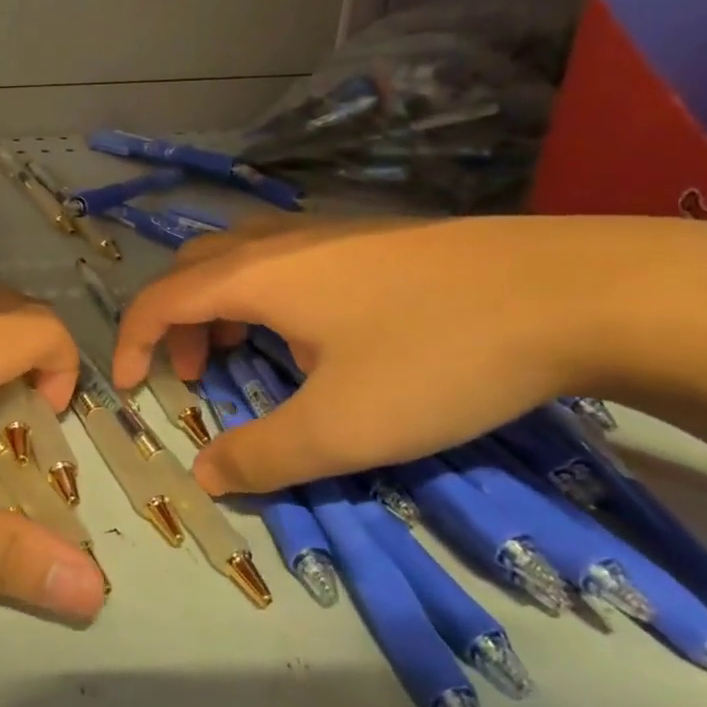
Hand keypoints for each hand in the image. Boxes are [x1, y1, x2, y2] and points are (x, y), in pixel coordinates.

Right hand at [112, 215, 587, 495]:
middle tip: (196, 378)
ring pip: (240, 261)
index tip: (130, 389)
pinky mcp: (372, 238)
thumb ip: (261, 455)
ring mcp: (328, 232)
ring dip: (220, 310)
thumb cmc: (436, 356)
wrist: (576, 290)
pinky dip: (265, 299)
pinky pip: (284, 261)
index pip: (159, 299)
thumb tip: (205, 475)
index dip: (131, 343)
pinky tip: (315, 338)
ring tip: (248, 360)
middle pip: (192, 271)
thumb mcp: (342, 427)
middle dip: (176, 325)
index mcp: (253, 275)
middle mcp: (278, 242)